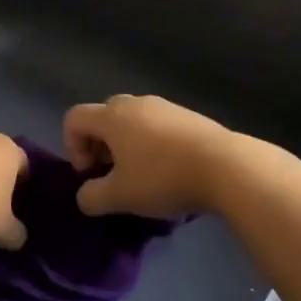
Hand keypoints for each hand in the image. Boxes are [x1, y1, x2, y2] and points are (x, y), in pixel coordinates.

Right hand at [62, 95, 240, 218]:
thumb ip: (92, 197)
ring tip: (143, 177)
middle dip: (99, 146)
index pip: (74, 119)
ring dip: (127, 146)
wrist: (228, 167)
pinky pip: (158, 126)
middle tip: (113, 175)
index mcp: (112, 117)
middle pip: (103, 117)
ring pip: (132, 122)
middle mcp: (135, 103)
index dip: (72, 147)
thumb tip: (85, 196)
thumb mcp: (120, 197)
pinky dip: (152, 145)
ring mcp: (166, 107)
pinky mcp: (190, 117)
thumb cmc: (163, 178)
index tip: (90, 175)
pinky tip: (170, 172)